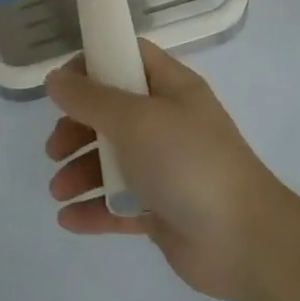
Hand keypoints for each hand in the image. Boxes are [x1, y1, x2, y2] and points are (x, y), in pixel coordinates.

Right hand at [44, 41, 293, 300]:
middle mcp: (168, 123)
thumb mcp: (136, 119)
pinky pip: (119, 203)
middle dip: (77, 128)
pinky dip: (94, 209)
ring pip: (111, 160)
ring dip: (79, 172)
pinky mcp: (161, 210)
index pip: (128, 58)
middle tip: (55, 148)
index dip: (93, 64)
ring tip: (59, 191)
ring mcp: (165, 168)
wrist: (244, 242)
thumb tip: (55, 78)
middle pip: (111, 113)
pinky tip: (69, 219)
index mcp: (171, 88)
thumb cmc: (188, 162)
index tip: (62, 84)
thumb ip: (90, 99)